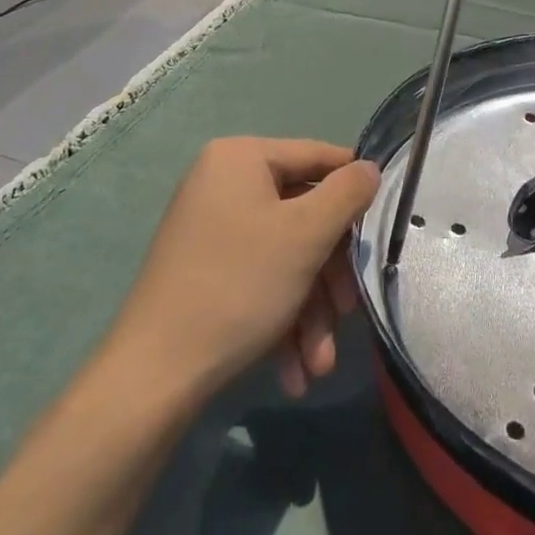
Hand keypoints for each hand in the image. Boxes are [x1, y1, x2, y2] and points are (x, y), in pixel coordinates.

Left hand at [107, 138, 379, 401]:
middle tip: (349, 312)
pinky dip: (283, 320)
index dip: (354, 189)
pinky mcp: (205, 272)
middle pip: (302, 215)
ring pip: (285, 257)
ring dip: (310, 310)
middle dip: (329, 275)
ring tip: (319, 363)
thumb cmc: (238, 285)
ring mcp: (212, 229)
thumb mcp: (306, 234)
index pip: (316, 156)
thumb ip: (347, 193)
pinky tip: (295, 370)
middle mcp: (223, 183)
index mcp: (240, 157)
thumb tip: (370, 168)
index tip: (382, 225)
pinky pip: (259, 280)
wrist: (152, 378)